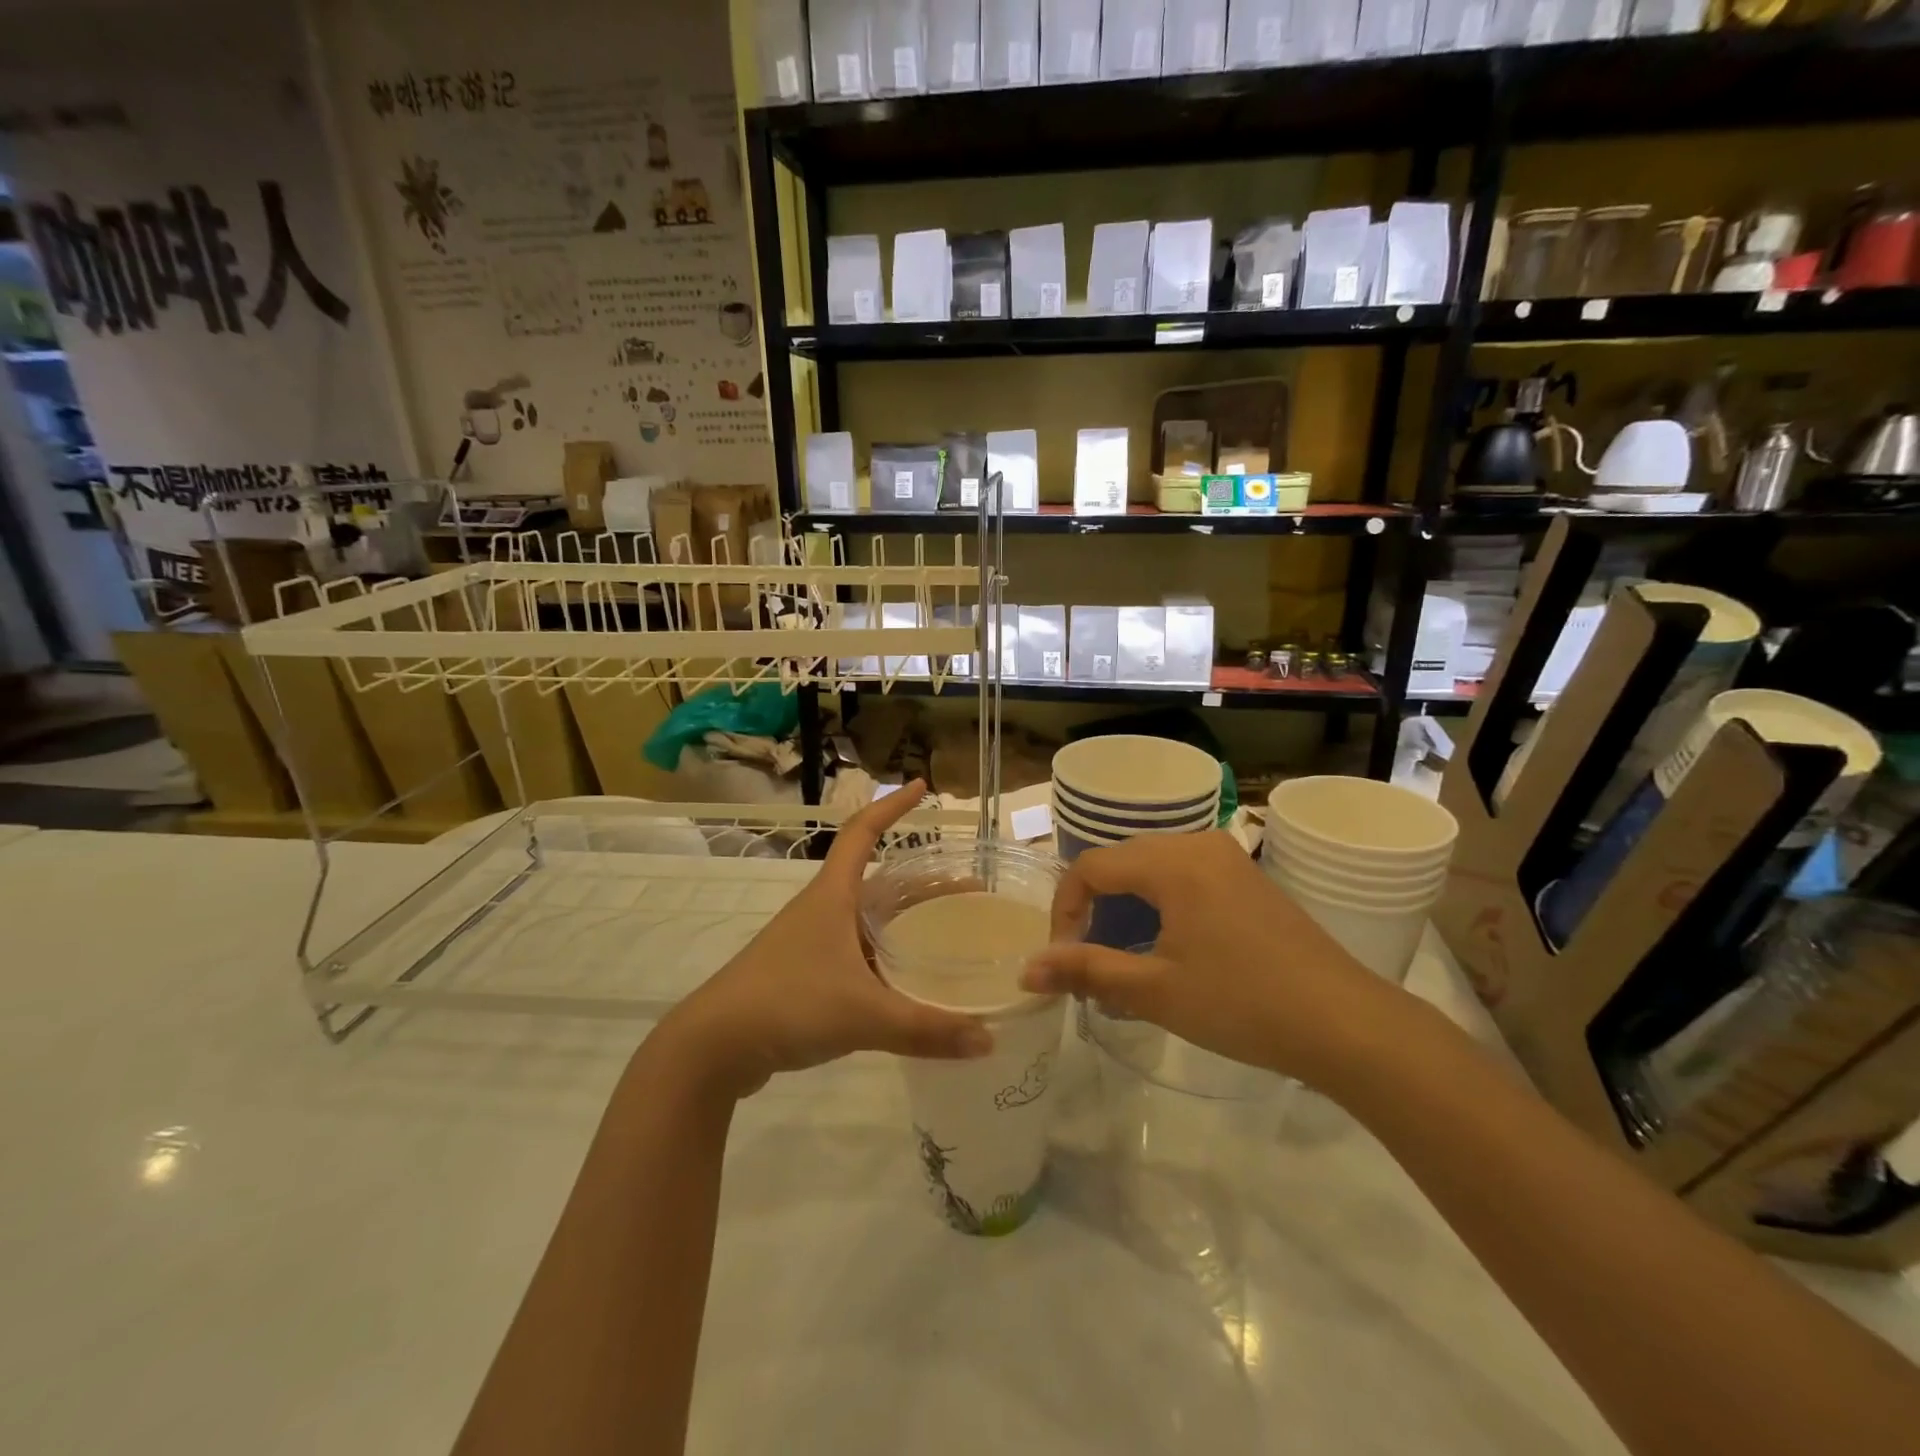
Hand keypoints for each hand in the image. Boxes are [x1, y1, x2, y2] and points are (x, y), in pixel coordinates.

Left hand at [657, 782, 993, 1097]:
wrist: (713, 1046)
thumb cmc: (787, 1004)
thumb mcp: (863, 1015)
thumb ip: (926, 1028)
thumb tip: (989, 1041)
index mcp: (833, 895)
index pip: (864, 831)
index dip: (893, 806)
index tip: (923, 787)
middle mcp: (824, 909)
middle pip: (881, 881)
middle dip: (924, 883)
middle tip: (968, 893)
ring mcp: (812, 942)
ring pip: (870, 920)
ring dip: (906, 921)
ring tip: (948, 935)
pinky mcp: (806, 974)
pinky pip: (859, 953)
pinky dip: (888, 957)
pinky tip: (910, 983)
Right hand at [1019, 831, 1402, 1087]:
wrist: (1347, 1023)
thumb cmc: (1242, 1003)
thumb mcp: (1156, 990)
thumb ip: (1086, 970)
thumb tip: (1026, 970)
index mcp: (1173, 862)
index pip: (1091, 866)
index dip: (1065, 909)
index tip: (1064, 958)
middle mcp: (1198, 845)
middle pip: (1121, 861)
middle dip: (1094, 907)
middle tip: (1088, 959)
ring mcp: (1228, 859)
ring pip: (1153, 869)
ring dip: (1127, 907)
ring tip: (1123, 958)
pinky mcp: (1248, 879)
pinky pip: (1185, 877)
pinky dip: (1161, 905)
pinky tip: (1168, 949)